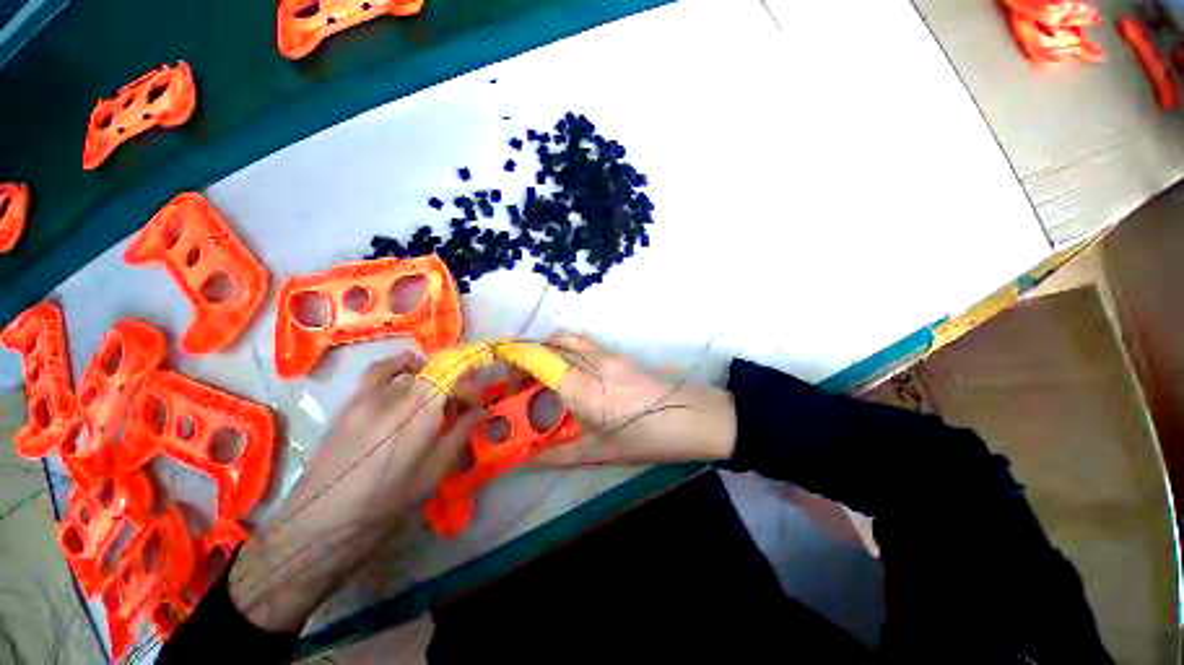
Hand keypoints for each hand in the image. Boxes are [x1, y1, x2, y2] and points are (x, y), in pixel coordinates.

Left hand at [229, 352, 484, 632]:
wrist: (320, 525)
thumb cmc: (386, 505)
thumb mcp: (434, 473)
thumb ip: (461, 433)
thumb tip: (483, 410)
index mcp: (421, 414)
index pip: (456, 379)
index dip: (472, 383)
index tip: (479, 399)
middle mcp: (396, 396)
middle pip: (435, 372)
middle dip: (455, 382)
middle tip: (461, 402)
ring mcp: (368, 397)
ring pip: (408, 368)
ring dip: (429, 371)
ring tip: (436, 386)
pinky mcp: (350, 404)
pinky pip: (378, 373)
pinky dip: (397, 367)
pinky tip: (404, 379)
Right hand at [531, 332, 736, 466]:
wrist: (700, 416)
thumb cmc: (651, 439)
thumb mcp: (602, 452)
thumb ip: (558, 455)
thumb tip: (524, 461)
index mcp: (585, 388)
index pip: (539, 361)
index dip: (514, 361)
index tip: (499, 374)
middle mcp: (594, 362)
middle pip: (552, 341)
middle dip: (530, 356)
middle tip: (524, 383)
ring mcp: (610, 353)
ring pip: (570, 337)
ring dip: (551, 350)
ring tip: (546, 378)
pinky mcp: (621, 353)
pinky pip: (586, 342)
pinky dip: (569, 350)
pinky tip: (574, 376)